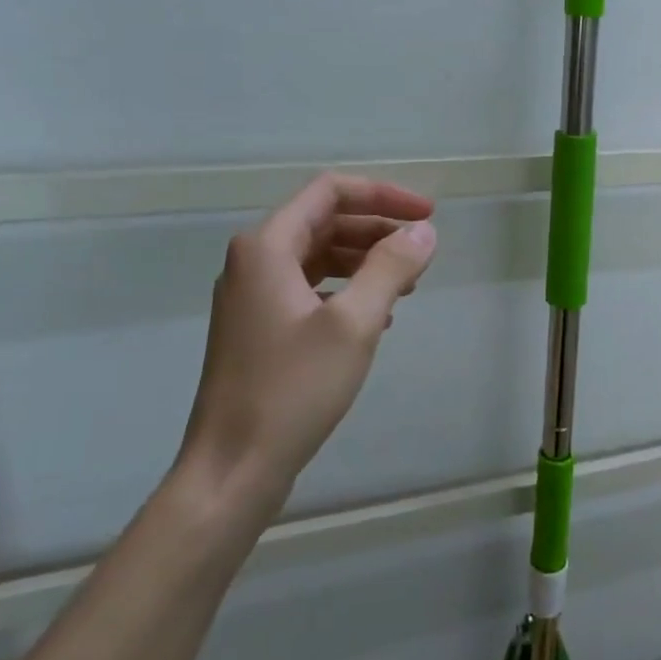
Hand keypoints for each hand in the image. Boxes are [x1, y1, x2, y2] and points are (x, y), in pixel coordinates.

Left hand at [177, 174, 436, 522]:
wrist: (232, 468)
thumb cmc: (293, 389)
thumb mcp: (355, 323)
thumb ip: (391, 267)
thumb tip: (424, 231)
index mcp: (267, 247)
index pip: (330, 191)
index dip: (384, 194)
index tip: (428, 215)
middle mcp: (255, 261)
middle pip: (325, 221)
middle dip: (378, 228)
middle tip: (424, 249)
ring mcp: (254, 297)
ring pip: (319, 256)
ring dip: (366, 260)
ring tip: (409, 283)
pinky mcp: (260, 329)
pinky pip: (311, 288)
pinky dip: (348, 289)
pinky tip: (379, 316)